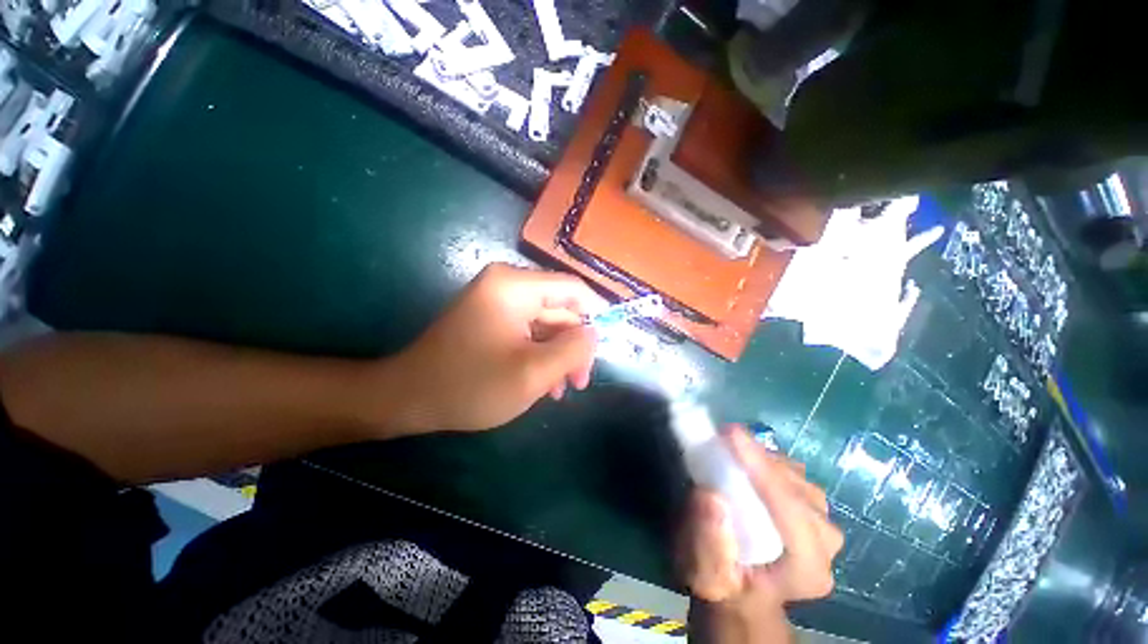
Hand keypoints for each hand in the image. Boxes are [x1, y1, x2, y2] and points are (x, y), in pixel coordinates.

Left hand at [387, 264, 605, 432]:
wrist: (409, 399)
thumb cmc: (471, 385)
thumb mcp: (533, 372)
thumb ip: (573, 349)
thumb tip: (594, 333)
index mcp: (515, 286)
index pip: (572, 289)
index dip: (597, 313)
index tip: (610, 344)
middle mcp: (507, 285)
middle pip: (559, 309)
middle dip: (573, 345)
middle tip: (580, 381)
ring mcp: (498, 302)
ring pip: (546, 325)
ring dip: (557, 355)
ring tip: (562, 389)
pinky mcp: (492, 319)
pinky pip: (528, 332)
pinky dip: (540, 355)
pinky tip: (544, 383)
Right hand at [679, 427, 842, 642]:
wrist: (743, 591)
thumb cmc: (722, 585)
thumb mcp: (705, 574)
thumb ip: (708, 541)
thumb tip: (710, 495)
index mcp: (808, 568)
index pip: (789, 506)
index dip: (759, 466)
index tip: (729, 433)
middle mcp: (826, 541)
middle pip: (794, 486)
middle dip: (756, 459)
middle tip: (719, 439)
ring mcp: (823, 522)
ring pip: (794, 475)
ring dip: (759, 457)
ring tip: (729, 448)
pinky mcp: (813, 506)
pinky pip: (790, 471)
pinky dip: (764, 459)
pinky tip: (744, 459)